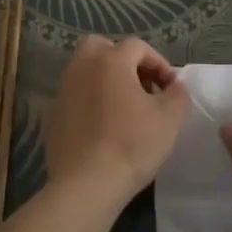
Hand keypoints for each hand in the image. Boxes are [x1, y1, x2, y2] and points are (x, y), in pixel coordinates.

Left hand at [42, 35, 189, 203]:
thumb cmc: (132, 144)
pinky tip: (104, 128)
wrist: (86, 185)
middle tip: (141, 85)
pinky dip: (91, 102)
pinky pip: (76, 97)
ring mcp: (63, 91)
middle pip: (101, 47)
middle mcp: (81, 67)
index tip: (171, 88)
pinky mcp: (53, 115)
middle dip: (123, 60)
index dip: (159, 63)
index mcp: (110, 61)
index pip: (137, 46)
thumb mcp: (170, 118)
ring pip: (86, 71)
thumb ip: (178, 94)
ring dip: (106, 81)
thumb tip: (174, 86)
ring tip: (126, 108)